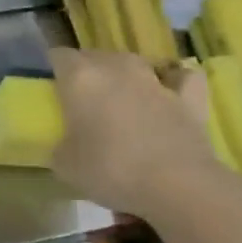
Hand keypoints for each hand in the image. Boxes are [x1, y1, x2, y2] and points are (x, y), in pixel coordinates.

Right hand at [49, 48, 225, 220]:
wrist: (177, 186)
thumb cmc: (110, 169)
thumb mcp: (64, 165)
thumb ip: (60, 145)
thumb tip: (67, 144)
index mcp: (80, 77)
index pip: (58, 56)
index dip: (53, 70)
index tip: (52, 91)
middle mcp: (116, 67)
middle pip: (94, 56)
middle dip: (87, 73)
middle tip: (82, 103)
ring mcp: (155, 79)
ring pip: (133, 63)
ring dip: (124, 77)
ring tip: (121, 100)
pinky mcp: (189, 97)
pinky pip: (181, 77)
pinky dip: (175, 81)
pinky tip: (170, 92)